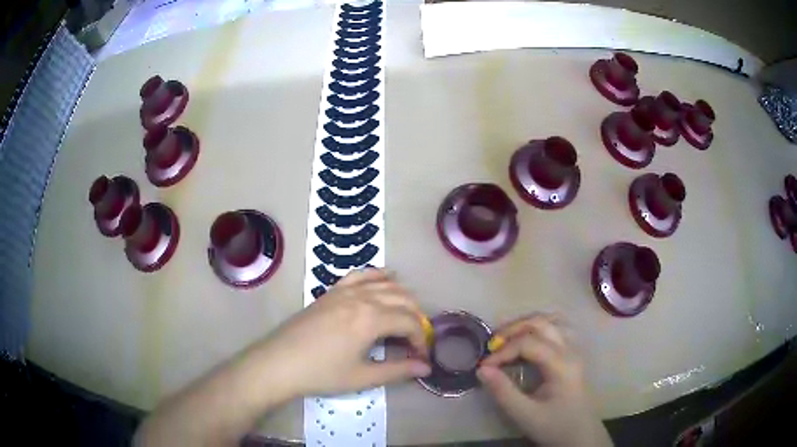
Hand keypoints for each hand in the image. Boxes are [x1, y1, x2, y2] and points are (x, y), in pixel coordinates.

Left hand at [254, 268, 431, 397]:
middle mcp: (362, 298)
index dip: (420, 339)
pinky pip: (360, 275)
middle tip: (416, 340)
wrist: (280, 362)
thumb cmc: (322, 373)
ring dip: (403, 297)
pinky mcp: (332, 292)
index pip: (410, 322)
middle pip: (402, 300)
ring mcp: (345, 291)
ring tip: (408, 315)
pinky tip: (387, 278)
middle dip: (416, 318)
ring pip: (385, 284)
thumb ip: (398, 370)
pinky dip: (378, 275)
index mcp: (371, 319)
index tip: (421, 357)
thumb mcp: (363, 376)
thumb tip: (426, 368)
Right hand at [477, 314, 611, 446]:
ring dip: (526, 324)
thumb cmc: (554, 426)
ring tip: (506, 339)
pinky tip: (527, 339)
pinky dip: (538, 328)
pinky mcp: (572, 355)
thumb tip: (482, 369)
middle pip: (541, 323)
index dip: (502, 351)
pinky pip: (557, 329)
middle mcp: (570, 350)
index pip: (528, 343)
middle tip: (491, 345)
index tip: (483, 367)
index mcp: (562, 364)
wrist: (581, 435)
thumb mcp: (525, 415)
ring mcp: (574, 350)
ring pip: (551, 321)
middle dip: (512, 329)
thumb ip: (503, 391)